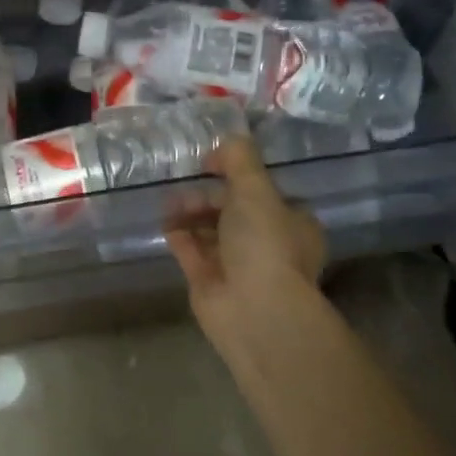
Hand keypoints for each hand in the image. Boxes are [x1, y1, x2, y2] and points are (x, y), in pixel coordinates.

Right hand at [166, 137, 327, 342]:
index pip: (264, 192)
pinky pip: (191, 251)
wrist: (254, 311)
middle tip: (186, 180)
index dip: (238, 175)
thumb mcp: (256, 189)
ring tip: (168, 199)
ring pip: (210, 230)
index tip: (213, 162)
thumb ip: (239, 158)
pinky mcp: (210, 282)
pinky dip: (178, 235)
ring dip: (190, 212)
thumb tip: (223, 143)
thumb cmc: (264, 244)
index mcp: (291, 223)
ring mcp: (237, 265)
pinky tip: (164, 220)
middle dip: (208, 194)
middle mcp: (267, 244)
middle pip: (233, 210)